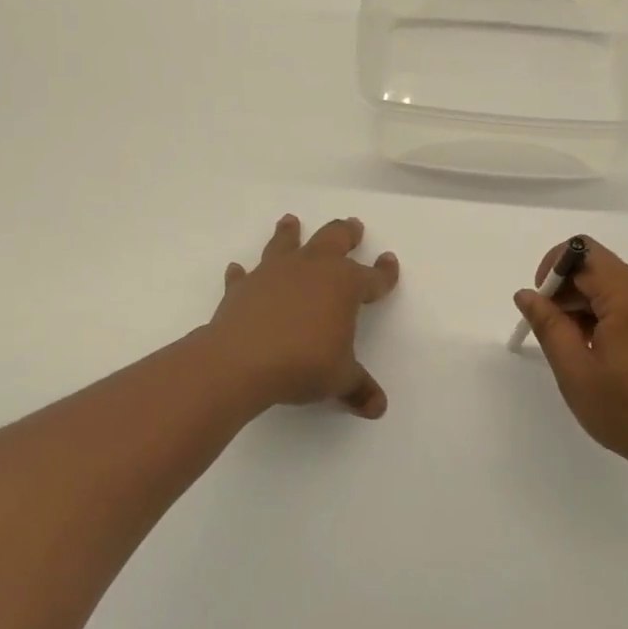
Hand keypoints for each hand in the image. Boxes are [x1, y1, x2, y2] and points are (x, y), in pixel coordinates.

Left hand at [207, 215, 399, 417]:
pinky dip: (243, 273)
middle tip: (353, 226)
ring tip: (291, 221)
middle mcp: (311, 269)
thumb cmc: (302, 364)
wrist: (240, 361)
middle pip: (333, 240)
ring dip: (290, 232)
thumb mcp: (339, 379)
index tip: (389, 262)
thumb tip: (378, 407)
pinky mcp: (243, 287)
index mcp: (343, 285)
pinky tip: (238, 269)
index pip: (372, 277)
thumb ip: (359, 388)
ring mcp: (274, 273)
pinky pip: (244, 275)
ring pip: (286, 243)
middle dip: (346, 233)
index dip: (384, 272)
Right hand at [515, 238, 627, 492]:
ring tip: (585, 357)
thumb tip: (527, 294)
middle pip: (600, 270)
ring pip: (618, 289)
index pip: (582, 253)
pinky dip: (614, 320)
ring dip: (591, 311)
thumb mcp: (576, 372)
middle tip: (557, 341)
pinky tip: (611, 359)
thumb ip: (548, 325)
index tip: (542, 308)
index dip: (552, 271)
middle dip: (569, 296)